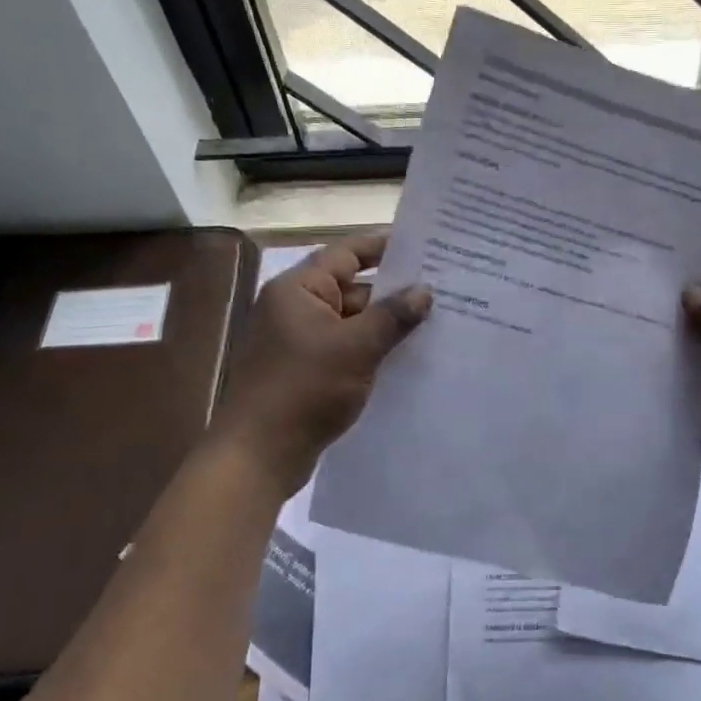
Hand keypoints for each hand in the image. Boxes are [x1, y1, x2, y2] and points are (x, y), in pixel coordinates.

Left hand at [212, 235, 430, 494]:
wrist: (259, 455)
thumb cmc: (304, 390)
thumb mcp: (356, 348)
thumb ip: (392, 316)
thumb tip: (424, 291)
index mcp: (298, 290)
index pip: (346, 253)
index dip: (384, 246)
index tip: (423, 245)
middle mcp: (295, 308)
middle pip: (351, 288)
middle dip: (393, 292)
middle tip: (441, 290)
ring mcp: (298, 341)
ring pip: (351, 322)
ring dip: (385, 325)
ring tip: (434, 324)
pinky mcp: (304, 370)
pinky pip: (345, 349)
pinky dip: (371, 349)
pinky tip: (406, 358)